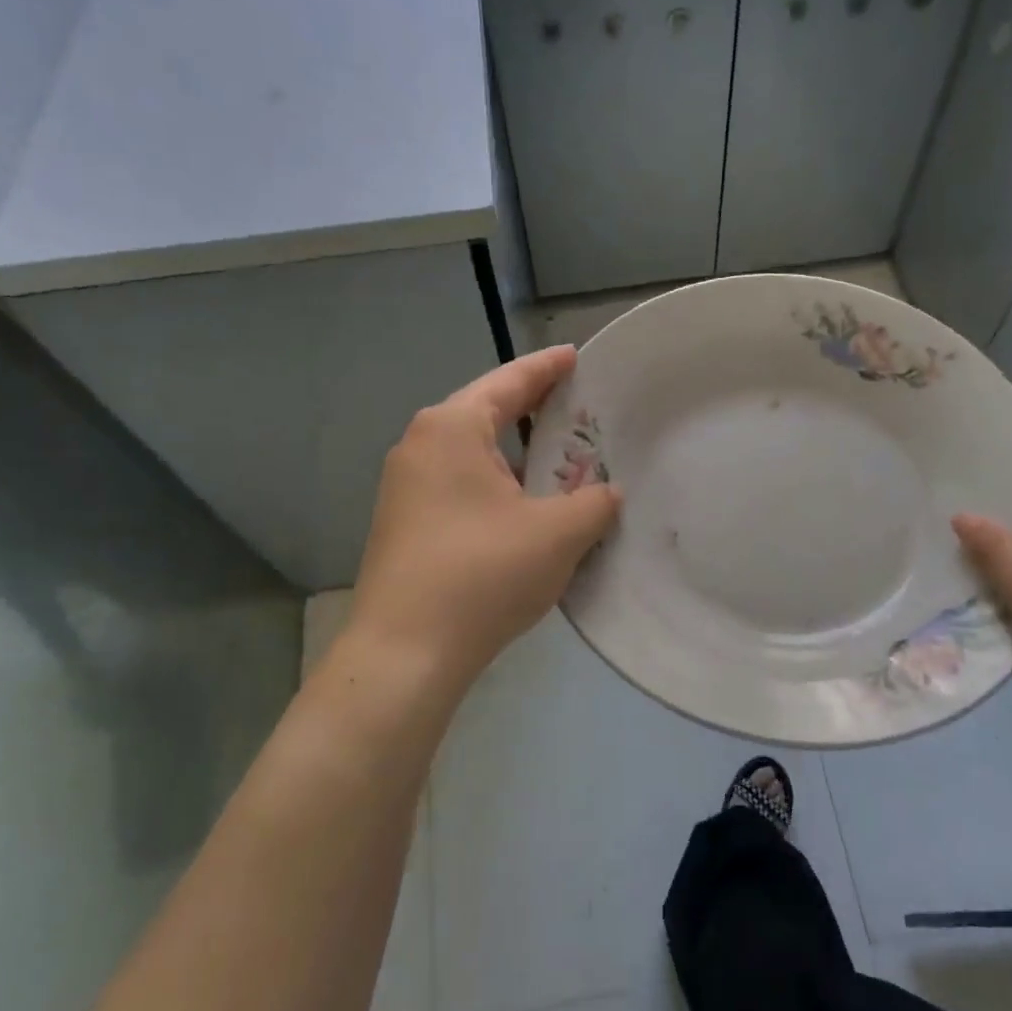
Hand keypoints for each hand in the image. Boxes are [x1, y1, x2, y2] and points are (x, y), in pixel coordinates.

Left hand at [333, 346, 620, 719]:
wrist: (404, 654)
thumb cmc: (483, 575)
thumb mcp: (558, 534)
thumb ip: (594, 502)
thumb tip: (607, 493)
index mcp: (453, 427)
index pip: (511, 381)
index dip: (549, 368)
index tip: (577, 356)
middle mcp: (422, 444)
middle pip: (488, 412)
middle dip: (535, 410)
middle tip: (581, 410)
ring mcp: (406, 485)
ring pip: (474, 453)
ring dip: (518, 454)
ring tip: (561, 459)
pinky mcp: (405, 522)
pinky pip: (461, 483)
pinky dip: (498, 483)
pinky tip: (526, 507)